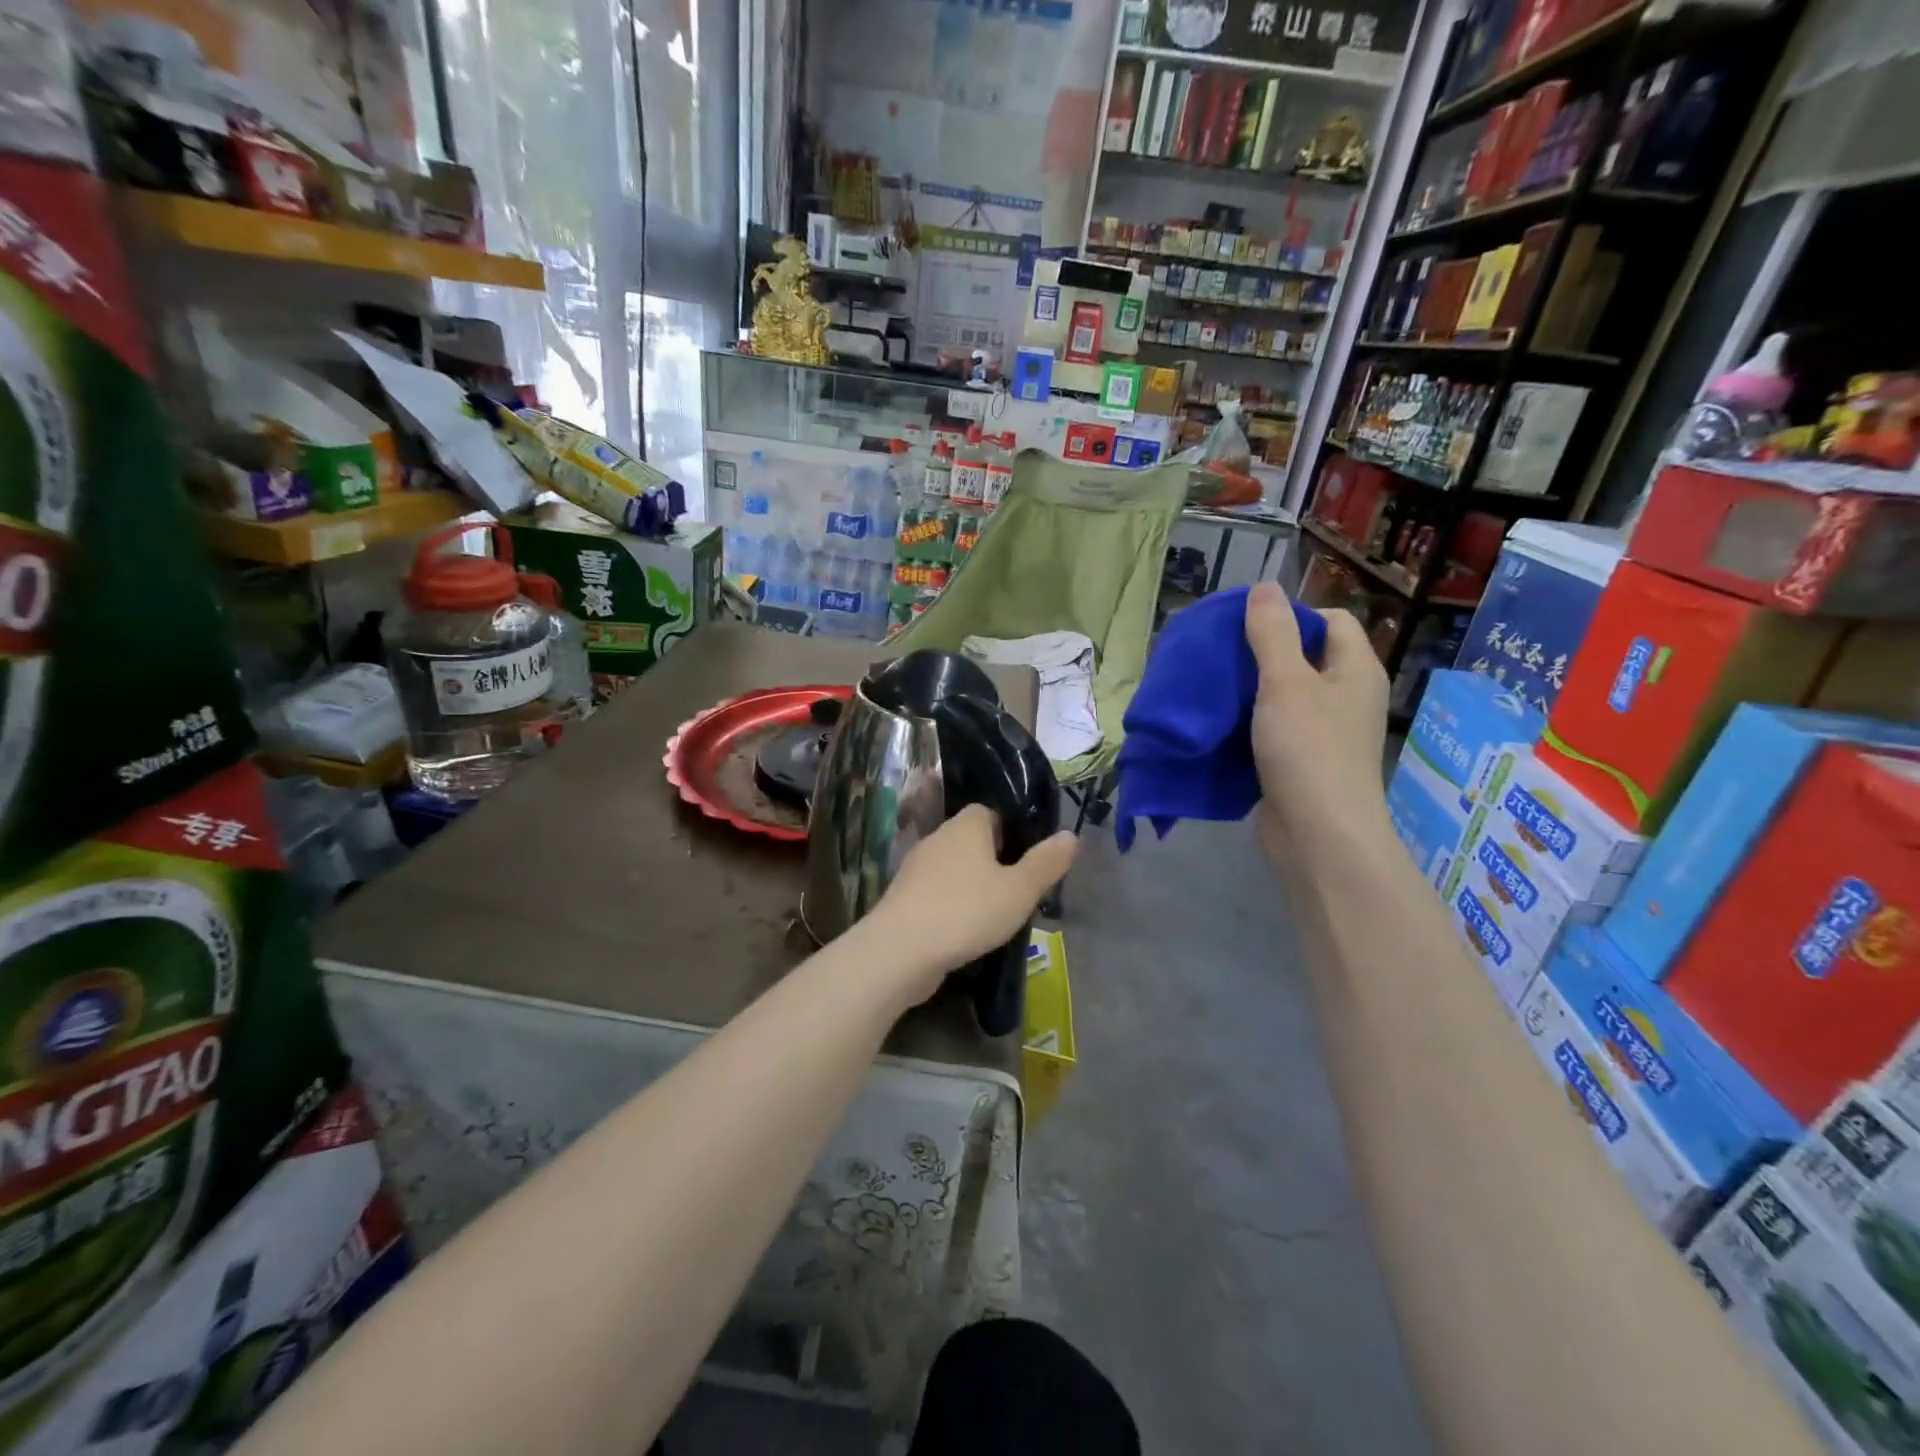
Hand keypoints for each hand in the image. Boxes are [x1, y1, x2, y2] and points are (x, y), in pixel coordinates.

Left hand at [865, 805, 1078, 1001]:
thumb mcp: (1019, 890)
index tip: (1029, 860)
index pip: (991, 812)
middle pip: (973, 840)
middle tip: (1018, 890)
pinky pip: (938, 892)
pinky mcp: (904, 896)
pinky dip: (953, 904)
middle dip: (995, 861)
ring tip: (996, 914)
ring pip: (955, 868)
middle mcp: (939, 837)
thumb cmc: (967, 911)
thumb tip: (1071, 835)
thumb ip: (1046, 863)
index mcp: (967, 824)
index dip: (1013, 832)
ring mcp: (917, 867)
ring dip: (973, 885)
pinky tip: (965, 930)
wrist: (900, 950)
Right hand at [1244, 582, 1390, 856]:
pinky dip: (1251, 725)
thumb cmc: (1308, 750)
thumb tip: (1264, 586)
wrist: (1318, 835)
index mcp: (1355, 670)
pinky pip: (1276, 730)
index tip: (1247, 626)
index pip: (1332, 620)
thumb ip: (1272, 632)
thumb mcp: (1285, 682)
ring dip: (1253, 691)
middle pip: (1307, 657)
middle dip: (1264, 653)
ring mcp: (1327, 733)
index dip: (1293, 615)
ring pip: (1287, 696)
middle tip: (1221, 655)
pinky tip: (1221, 726)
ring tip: (1214, 687)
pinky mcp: (1303, 763)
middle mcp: (1347, 697)